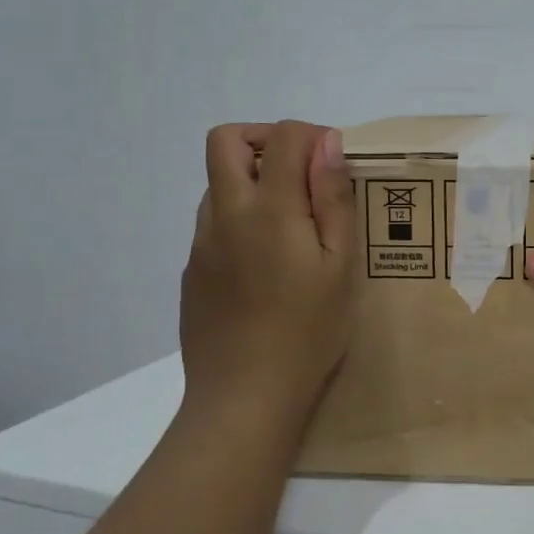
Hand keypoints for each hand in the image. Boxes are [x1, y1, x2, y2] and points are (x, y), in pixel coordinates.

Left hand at [179, 120, 358, 426]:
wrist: (245, 398)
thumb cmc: (309, 331)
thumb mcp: (341, 265)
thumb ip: (333, 199)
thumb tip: (327, 144)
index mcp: (269, 209)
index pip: (282, 136)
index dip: (312, 135)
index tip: (334, 164)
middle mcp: (226, 214)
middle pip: (226, 140)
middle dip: (265, 139)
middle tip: (302, 174)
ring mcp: (202, 243)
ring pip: (218, 182)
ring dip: (253, 180)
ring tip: (291, 224)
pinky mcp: (192, 270)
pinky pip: (214, 222)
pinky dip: (241, 218)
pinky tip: (268, 264)